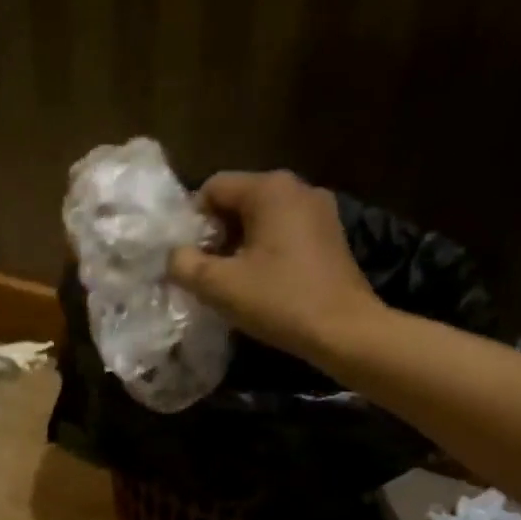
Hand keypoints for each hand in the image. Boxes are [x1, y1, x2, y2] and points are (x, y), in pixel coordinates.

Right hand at [167, 170, 380, 360]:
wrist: (345, 331)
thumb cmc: (280, 301)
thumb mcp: (219, 285)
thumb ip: (184, 264)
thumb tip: (174, 255)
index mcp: (270, 189)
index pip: (213, 188)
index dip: (192, 221)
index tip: (189, 257)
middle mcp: (298, 188)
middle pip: (239, 201)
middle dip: (216, 234)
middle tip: (206, 271)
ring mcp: (320, 210)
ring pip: (262, 218)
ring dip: (240, 245)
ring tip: (231, 280)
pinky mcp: (331, 235)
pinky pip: (285, 232)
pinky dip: (266, 251)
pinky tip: (261, 282)